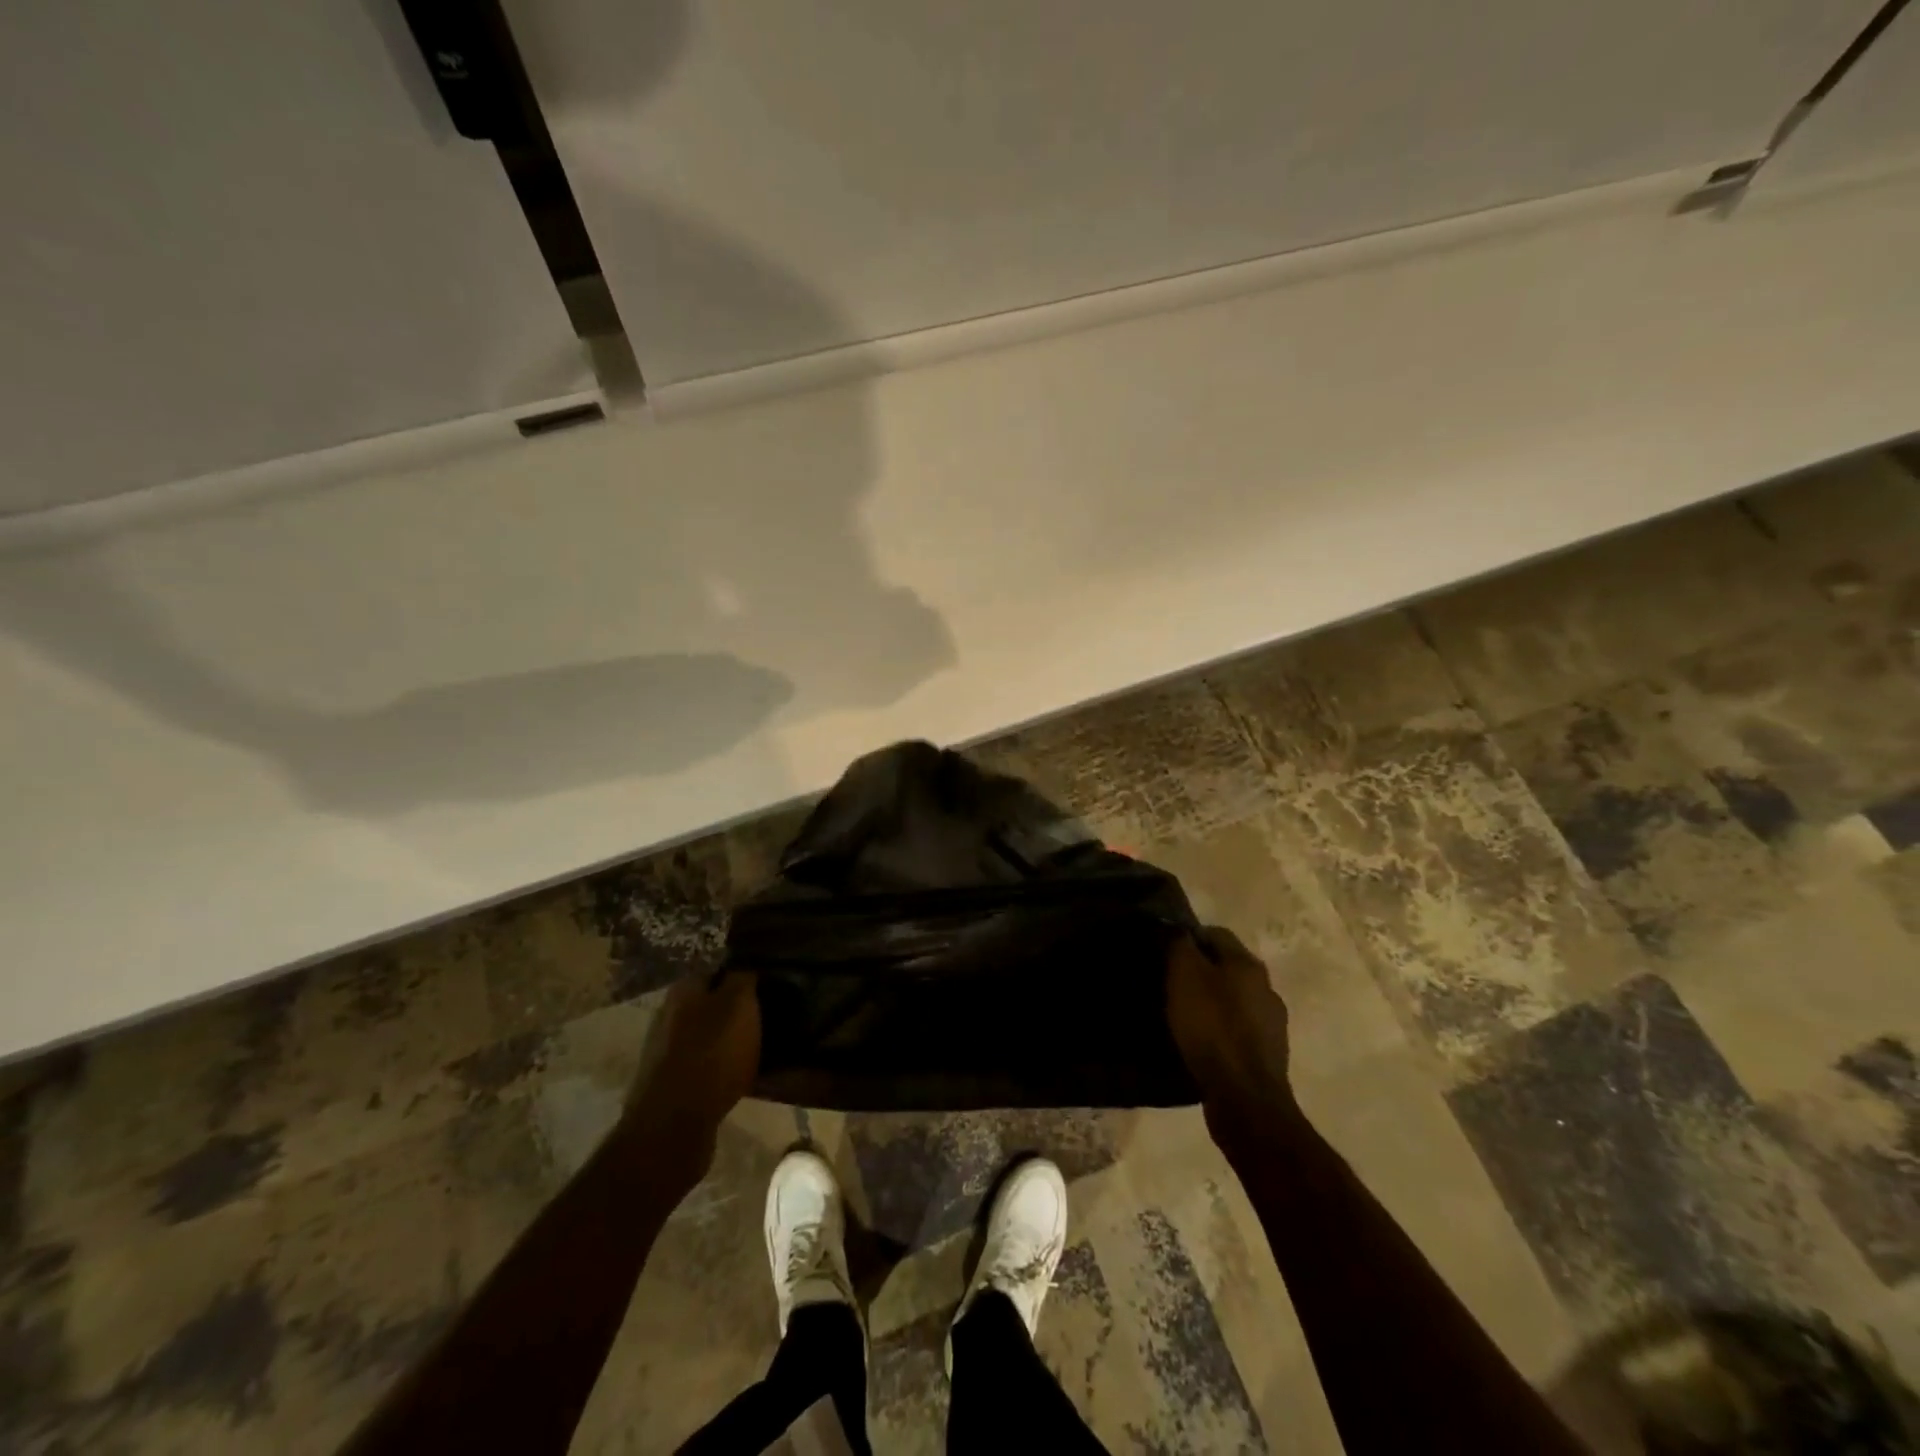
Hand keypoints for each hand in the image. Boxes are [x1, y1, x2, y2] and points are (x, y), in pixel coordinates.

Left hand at [622, 970, 760, 1177]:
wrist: (674, 1124)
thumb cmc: (712, 1054)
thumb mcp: (739, 1005)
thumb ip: (743, 978)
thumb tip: (746, 964)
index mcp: (684, 990)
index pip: (718, 971)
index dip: (744, 977)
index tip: (768, 987)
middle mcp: (669, 1015)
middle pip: (710, 1004)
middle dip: (735, 1011)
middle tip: (767, 1018)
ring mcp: (665, 1052)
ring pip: (706, 1036)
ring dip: (727, 1041)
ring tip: (758, 1049)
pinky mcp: (669, 1084)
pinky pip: (702, 1066)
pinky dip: (719, 1069)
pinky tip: (739, 1077)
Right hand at [1166, 927, 1295, 1147]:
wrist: (1245, 1097)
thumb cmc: (1211, 1028)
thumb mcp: (1185, 977)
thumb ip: (1180, 946)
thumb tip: (1177, 930)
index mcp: (1248, 964)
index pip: (1216, 933)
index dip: (1188, 937)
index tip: (1164, 951)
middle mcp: (1266, 987)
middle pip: (1227, 967)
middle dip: (1200, 970)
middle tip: (1169, 982)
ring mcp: (1272, 1023)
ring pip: (1234, 999)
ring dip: (1211, 1002)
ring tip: (1182, 1015)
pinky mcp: (1268, 1055)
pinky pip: (1238, 1030)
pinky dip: (1219, 1030)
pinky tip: (1201, 1042)